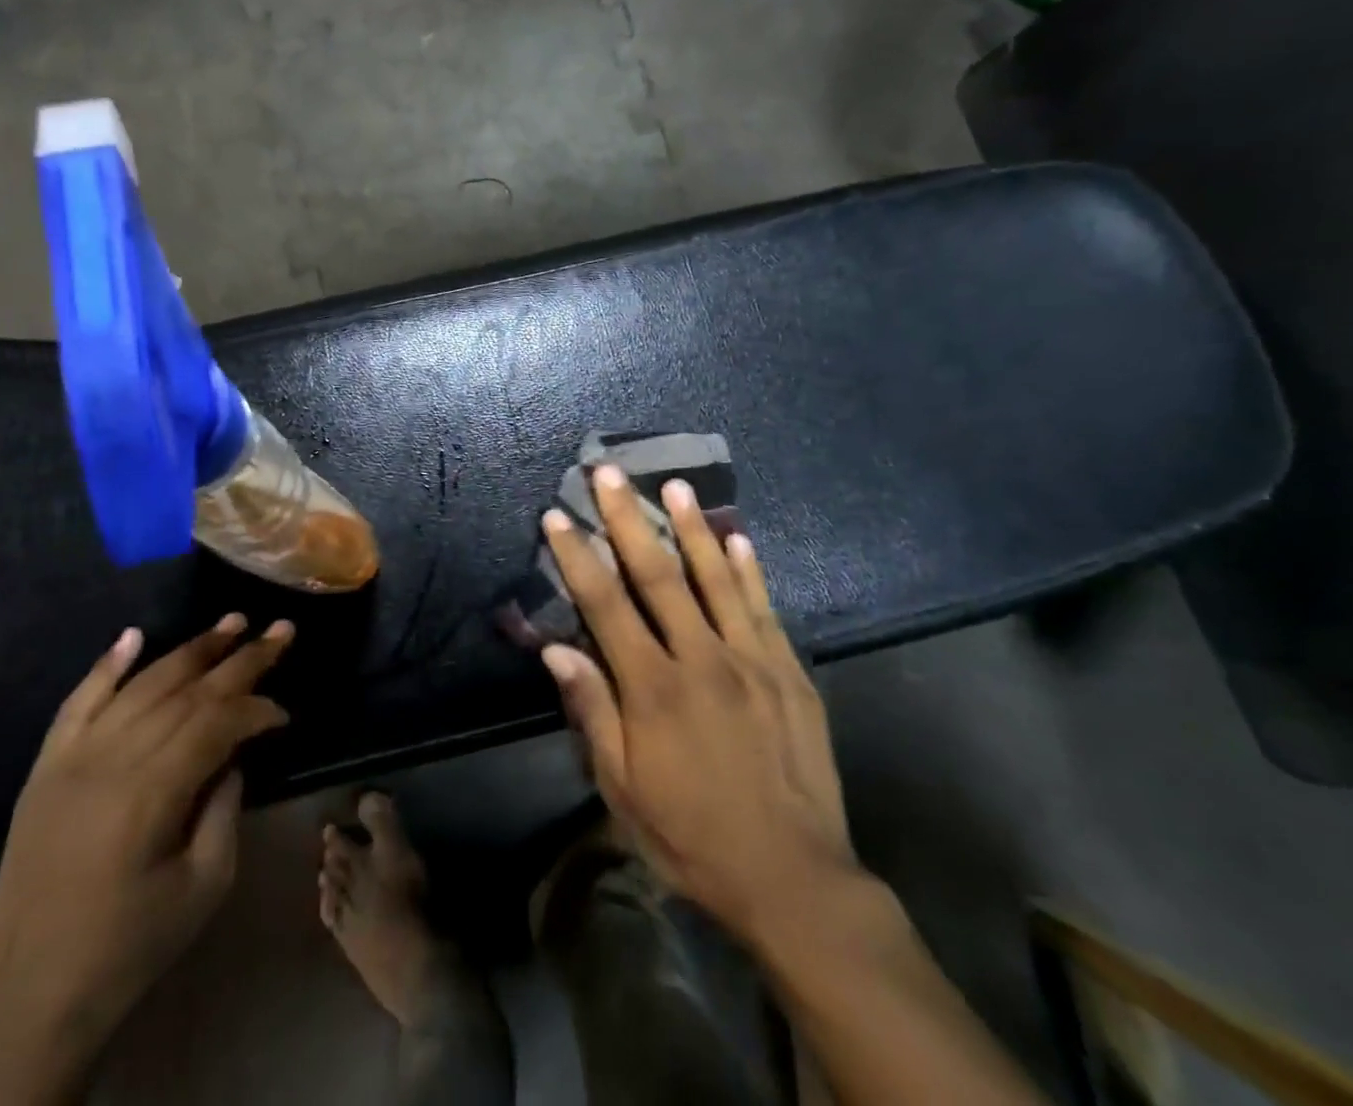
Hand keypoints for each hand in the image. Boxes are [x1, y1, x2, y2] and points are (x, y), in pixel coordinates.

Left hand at [0, 615, 292, 1104]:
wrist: (34, 992)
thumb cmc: (132, 944)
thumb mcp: (204, 884)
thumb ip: (225, 807)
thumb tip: (233, 755)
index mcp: (151, 793)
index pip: (216, 723)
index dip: (256, 709)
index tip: (284, 712)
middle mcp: (111, 759)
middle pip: (185, 692)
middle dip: (239, 659)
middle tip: (279, 630)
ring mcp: (73, 757)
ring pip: (141, 685)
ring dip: (189, 650)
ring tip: (229, 623)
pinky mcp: (46, 766)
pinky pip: (78, 701)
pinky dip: (107, 664)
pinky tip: (133, 634)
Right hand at [540, 466, 855, 949]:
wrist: (795, 880)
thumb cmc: (692, 836)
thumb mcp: (623, 790)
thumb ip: (593, 712)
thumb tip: (557, 648)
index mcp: (654, 689)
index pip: (605, 605)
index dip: (577, 557)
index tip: (557, 516)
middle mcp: (702, 660)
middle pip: (658, 575)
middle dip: (627, 519)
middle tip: (609, 472)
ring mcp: (753, 661)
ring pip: (716, 579)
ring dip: (691, 527)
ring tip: (673, 485)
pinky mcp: (790, 673)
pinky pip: (765, 609)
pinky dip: (749, 570)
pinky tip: (738, 537)